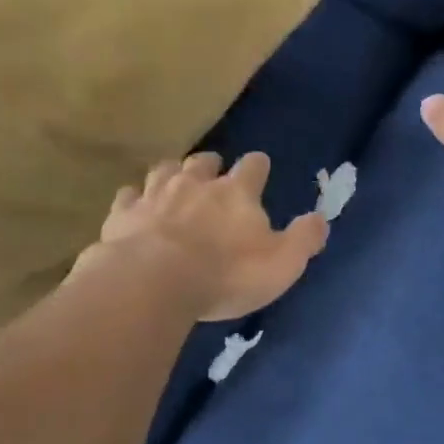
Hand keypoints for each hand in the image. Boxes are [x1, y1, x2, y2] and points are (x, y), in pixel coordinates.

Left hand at [75, 152, 328, 321]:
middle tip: (213, 174)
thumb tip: (320, 220)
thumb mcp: (282, 264)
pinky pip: (127, 196)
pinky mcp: (122, 215)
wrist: (154, 282)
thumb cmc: (226, 274)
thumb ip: (304, 240)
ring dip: (171, 174)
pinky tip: (135, 206)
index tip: (260, 169)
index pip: (253, 167)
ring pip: (163, 170)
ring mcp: (155, 195)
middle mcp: (195, 183)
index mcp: (237, 192)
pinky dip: (134, 199)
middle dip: (211, 164)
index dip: (258, 167)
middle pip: (204, 161)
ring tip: (174, 183)